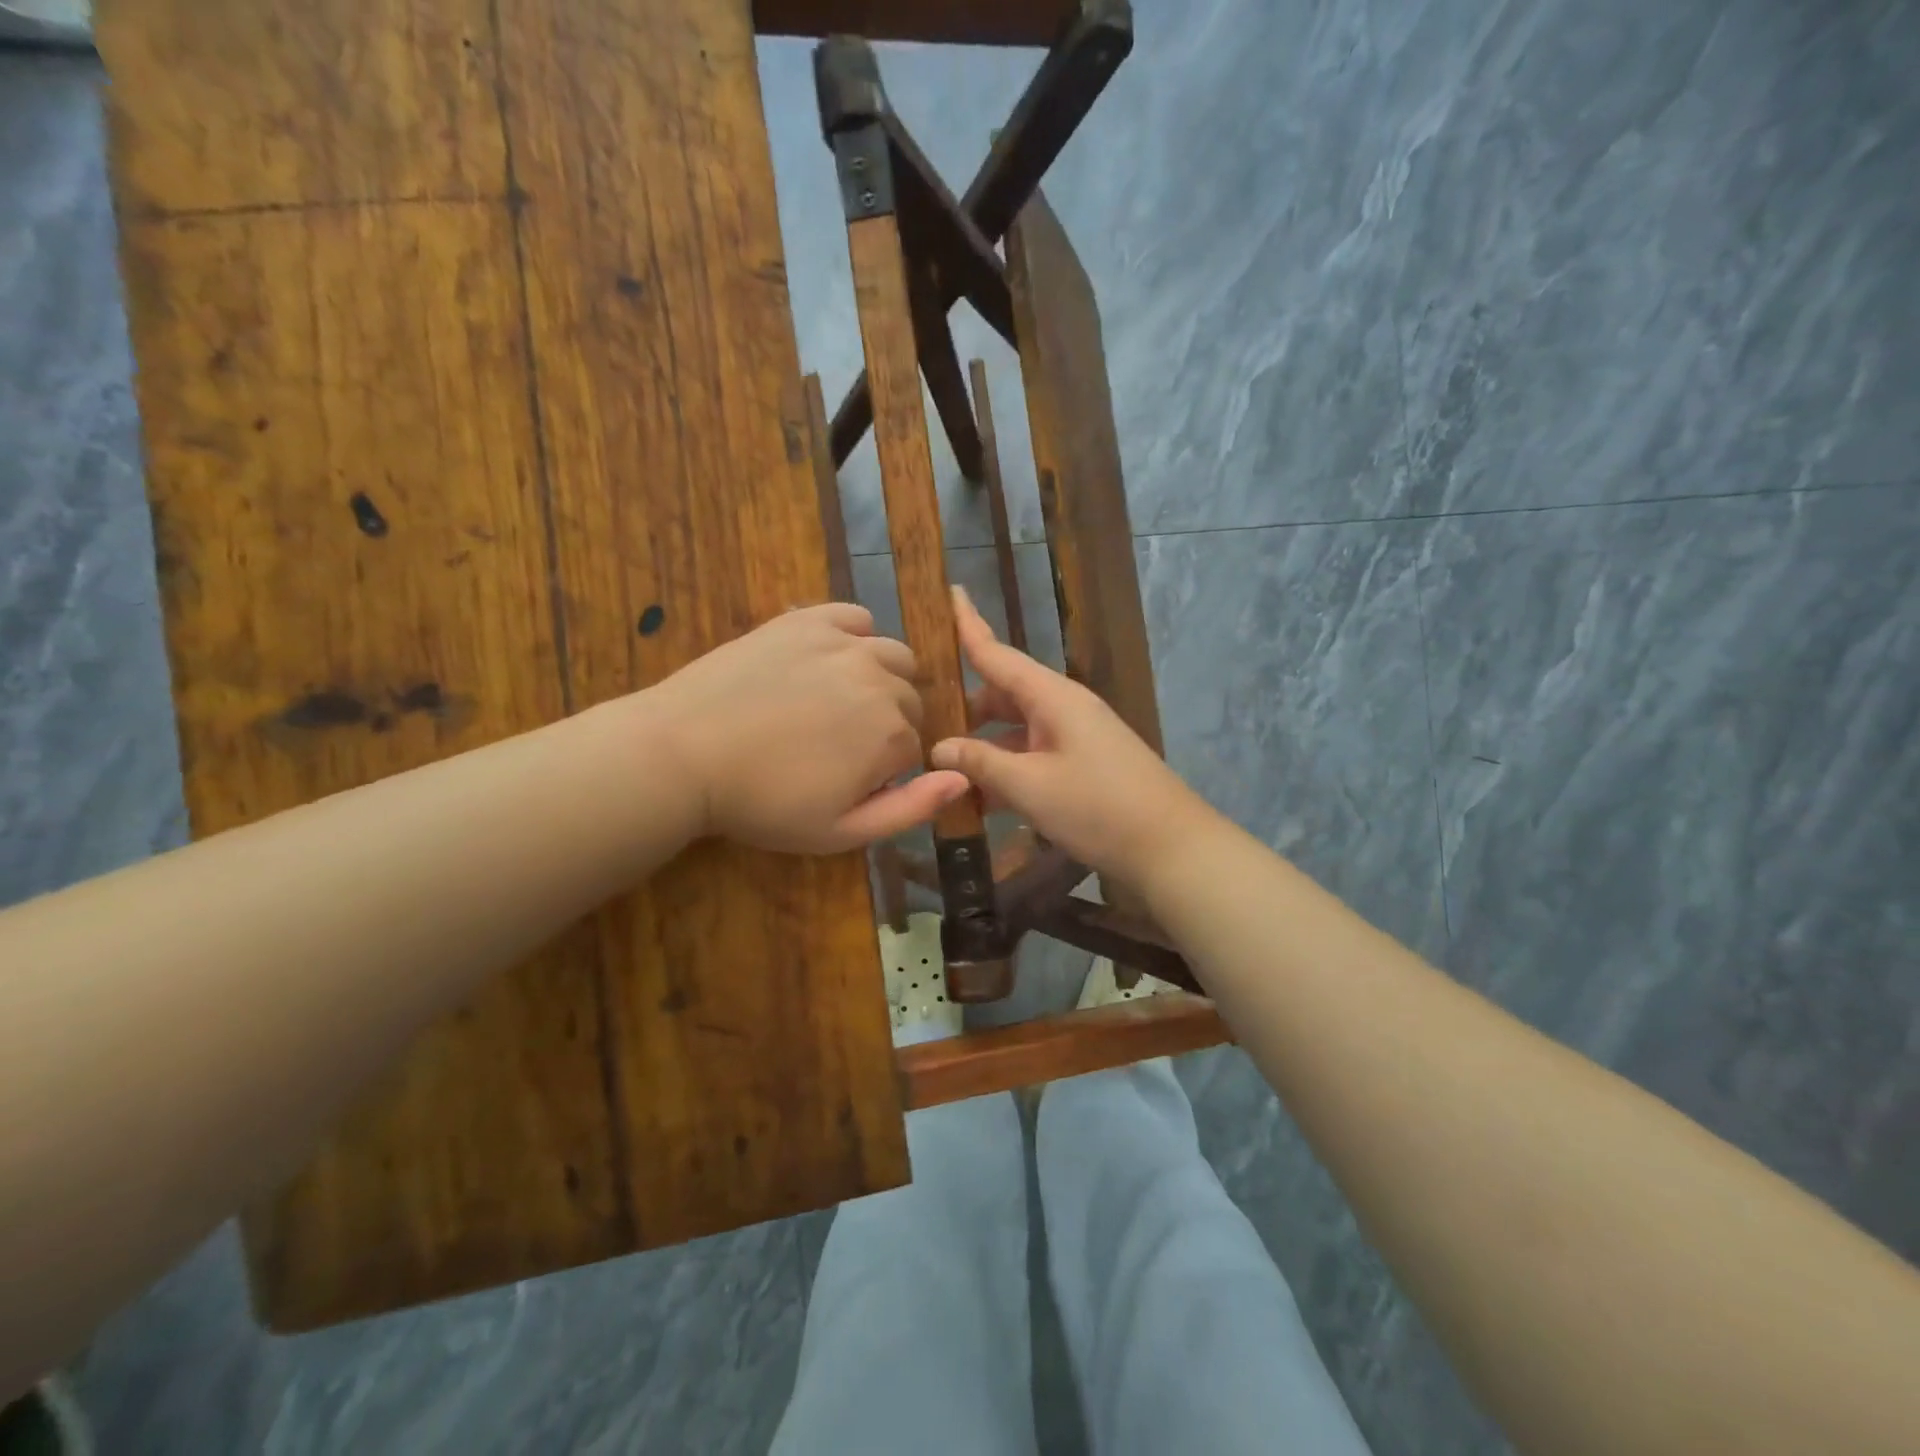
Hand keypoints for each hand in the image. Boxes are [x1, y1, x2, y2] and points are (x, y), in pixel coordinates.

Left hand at [646, 603, 968, 853]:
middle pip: (909, 700)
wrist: (684, 754)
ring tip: (840, 702)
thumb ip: (911, 808)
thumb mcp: (841, 831)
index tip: (848, 780)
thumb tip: (963, 777)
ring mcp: (844, 644)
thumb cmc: (763, 804)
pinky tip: (830, 660)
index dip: (886, 768)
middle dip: (887, 724)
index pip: (915, 746)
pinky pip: (855, 618)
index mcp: (892, 733)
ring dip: (882, 679)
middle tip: (837, 746)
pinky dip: (855, 637)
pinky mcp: (807, 620)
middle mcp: (880, 680)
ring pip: (893, 656)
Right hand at [929, 588, 1215, 889]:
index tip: (948, 592)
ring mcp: (1074, 737)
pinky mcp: (1081, 765)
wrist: (1170, 848)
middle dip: (963, 708)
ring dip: (982, 748)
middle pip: (1002, 694)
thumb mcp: (1030, 786)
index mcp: (1052, 696)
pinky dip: (1006, 771)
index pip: (998, 653)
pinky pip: (1032, 757)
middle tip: (919, 722)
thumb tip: (938, 746)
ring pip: (1015, 731)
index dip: (969, 625)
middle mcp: (1062, 707)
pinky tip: (978, 800)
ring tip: (940, 770)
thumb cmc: (1098, 807)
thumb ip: (980, 762)